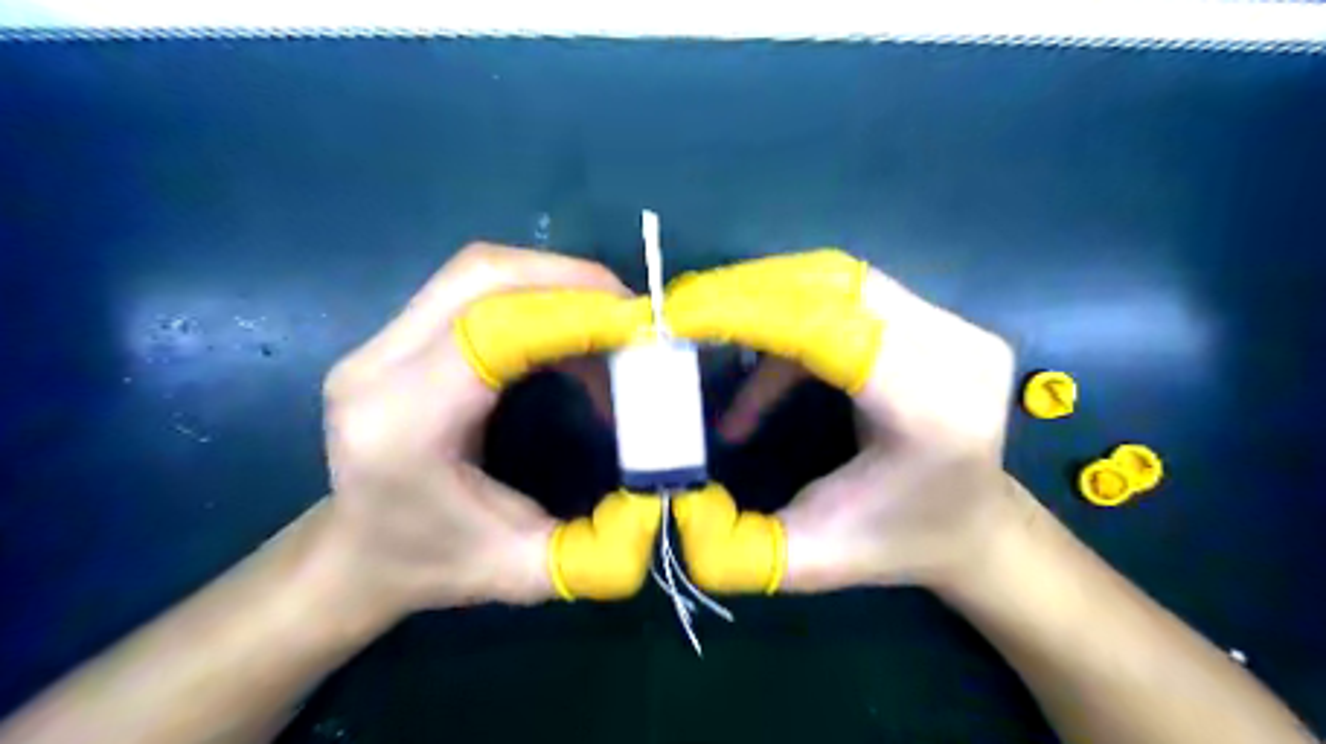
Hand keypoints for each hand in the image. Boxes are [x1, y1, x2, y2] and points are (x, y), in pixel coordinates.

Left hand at [314, 242, 628, 617]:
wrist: (359, 555)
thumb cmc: (434, 565)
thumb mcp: (527, 571)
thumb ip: (601, 547)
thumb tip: (667, 499)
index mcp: (403, 424)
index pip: (492, 330)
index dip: (574, 315)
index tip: (642, 327)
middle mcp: (378, 368)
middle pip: (480, 276)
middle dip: (570, 281)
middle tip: (632, 315)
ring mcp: (377, 344)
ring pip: (477, 273)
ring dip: (554, 284)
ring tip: (607, 326)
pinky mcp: (393, 336)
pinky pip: (473, 290)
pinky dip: (535, 298)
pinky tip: (568, 338)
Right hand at [669, 254, 1016, 595]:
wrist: (972, 525)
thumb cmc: (896, 544)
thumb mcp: (808, 561)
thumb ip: (734, 546)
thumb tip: (676, 500)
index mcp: (934, 412)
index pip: (830, 328)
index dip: (747, 312)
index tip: (676, 316)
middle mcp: (957, 353)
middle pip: (833, 285)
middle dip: (744, 293)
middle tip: (680, 315)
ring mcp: (958, 326)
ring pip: (837, 278)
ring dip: (764, 296)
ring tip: (711, 328)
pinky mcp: (942, 318)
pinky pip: (848, 293)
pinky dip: (789, 314)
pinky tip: (762, 361)